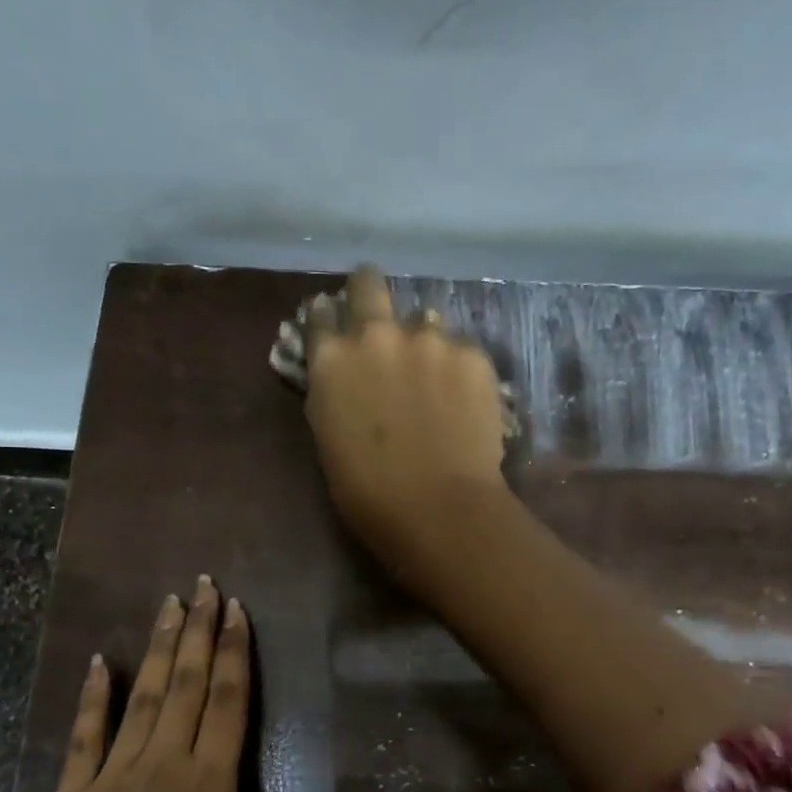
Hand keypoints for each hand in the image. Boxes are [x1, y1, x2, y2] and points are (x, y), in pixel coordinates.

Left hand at [0, 578, 370, 791]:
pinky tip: (100, 661)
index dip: (234, 653)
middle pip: (188, 685)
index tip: (236, 611)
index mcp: (207, 787)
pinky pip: (84, 734)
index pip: (227, 703)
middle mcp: (163, 766)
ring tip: (168, 603)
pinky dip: (92, 695)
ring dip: (160, 649)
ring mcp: (113, 775)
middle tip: (205, 584)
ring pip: (143, 696)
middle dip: (199, 631)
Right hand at [305, 266, 509, 577]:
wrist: (438, 508)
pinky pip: (460, 349)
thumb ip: (331, 392)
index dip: (326, 320)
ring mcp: (429, 339)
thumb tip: (340, 373)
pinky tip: (463, 401)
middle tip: (378, 314)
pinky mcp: (472, 354)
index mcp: (331, 359)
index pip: (319, 315)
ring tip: (434, 378)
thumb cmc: (367, 491)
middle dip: (367, 291)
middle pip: (368, 284)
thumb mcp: (327, 438)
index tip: (335, 327)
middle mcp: (376, 334)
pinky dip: (458, 368)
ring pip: (424, 320)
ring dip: (422, 340)